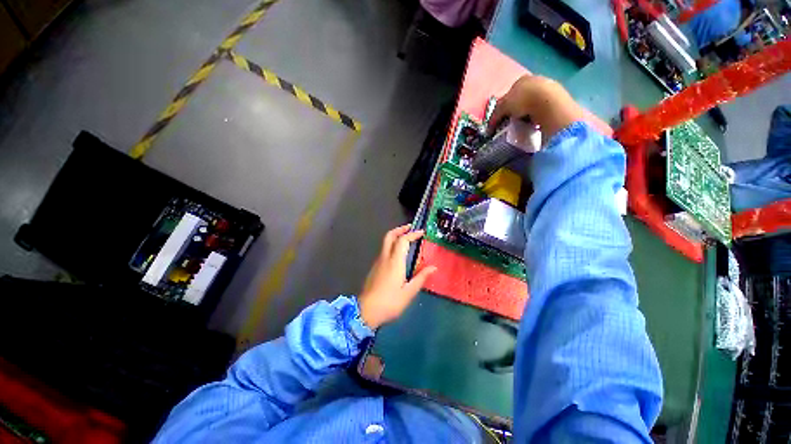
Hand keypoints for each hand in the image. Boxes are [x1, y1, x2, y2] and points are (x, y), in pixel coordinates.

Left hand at [358, 225, 436, 328]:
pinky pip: (384, 251)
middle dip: (400, 229)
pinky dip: (392, 246)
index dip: (412, 234)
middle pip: (389, 236)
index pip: (403, 240)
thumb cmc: (390, 303)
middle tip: (410, 228)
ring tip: (407, 241)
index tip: (421, 232)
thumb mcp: (409, 292)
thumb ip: (421, 278)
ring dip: (396, 237)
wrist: (366, 312)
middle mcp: (385, 258)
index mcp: (395, 262)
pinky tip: (399, 256)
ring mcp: (378, 262)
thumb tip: (434, 267)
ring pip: (385, 243)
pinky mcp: (374, 268)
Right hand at [487, 75, 585, 140]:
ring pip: (533, 103)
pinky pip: (543, 109)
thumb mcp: (503, 107)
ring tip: (525, 125)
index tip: (503, 119)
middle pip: (522, 98)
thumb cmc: (523, 101)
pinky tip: (536, 123)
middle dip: (517, 110)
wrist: (549, 102)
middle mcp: (534, 80)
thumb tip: (488, 128)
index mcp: (520, 80)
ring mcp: (548, 87)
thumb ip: (494, 116)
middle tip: (513, 123)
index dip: (504, 107)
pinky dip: (538, 116)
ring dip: (528, 113)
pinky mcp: (558, 98)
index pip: (509, 94)